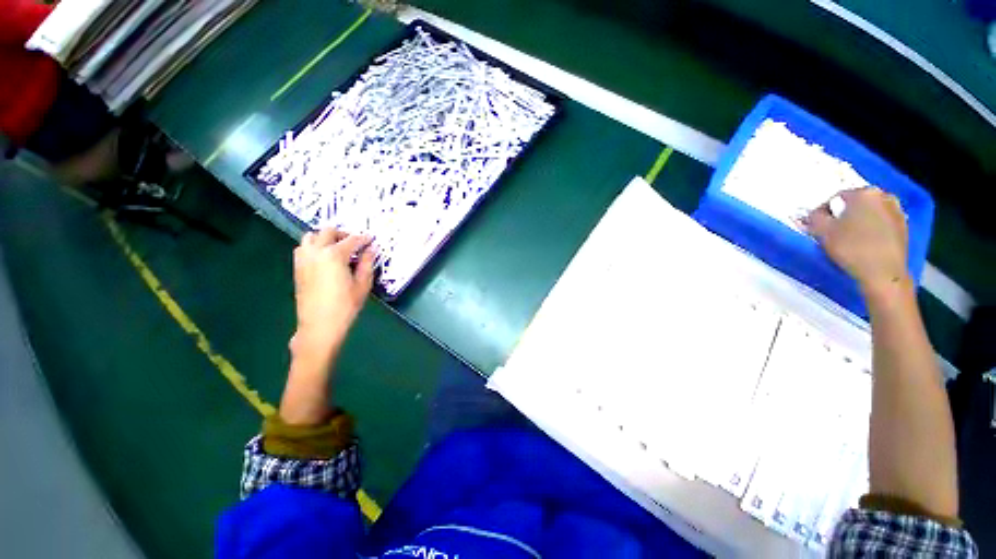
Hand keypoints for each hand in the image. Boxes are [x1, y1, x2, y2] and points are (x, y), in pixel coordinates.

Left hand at [291, 229, 375, 360]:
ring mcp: (303, 259)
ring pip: (311, 236)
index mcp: (334, 255)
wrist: (319, 326)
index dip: (364, 239)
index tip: (372, 240)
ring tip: (338, 248)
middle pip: (328, 231)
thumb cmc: (345, 306)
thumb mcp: (362, 285)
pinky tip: (324, 258)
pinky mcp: (297, 268)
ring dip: (325, 237)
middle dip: (344, 234)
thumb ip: (367, 263)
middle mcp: (316, 252)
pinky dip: (314, 246)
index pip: (352, 240)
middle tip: (355, 243)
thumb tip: (371, 250)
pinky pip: (303, 248)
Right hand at [803, 188, 908, 295]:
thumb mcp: (822, 231)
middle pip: (857, 203)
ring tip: (850, 238)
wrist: (883, 273)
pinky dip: (872, 230)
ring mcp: (897, 212)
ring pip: (870, 213)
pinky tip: (865, 244)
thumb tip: (814, 214)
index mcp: (864, 193)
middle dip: (845, 215)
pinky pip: (882, 223)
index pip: (837, 198)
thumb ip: (814, 218)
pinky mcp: (904, 228)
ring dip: (859, 221)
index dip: (824, 212)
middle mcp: (884, 196)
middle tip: (834, 231)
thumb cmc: (851, 248)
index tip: (818, 226)